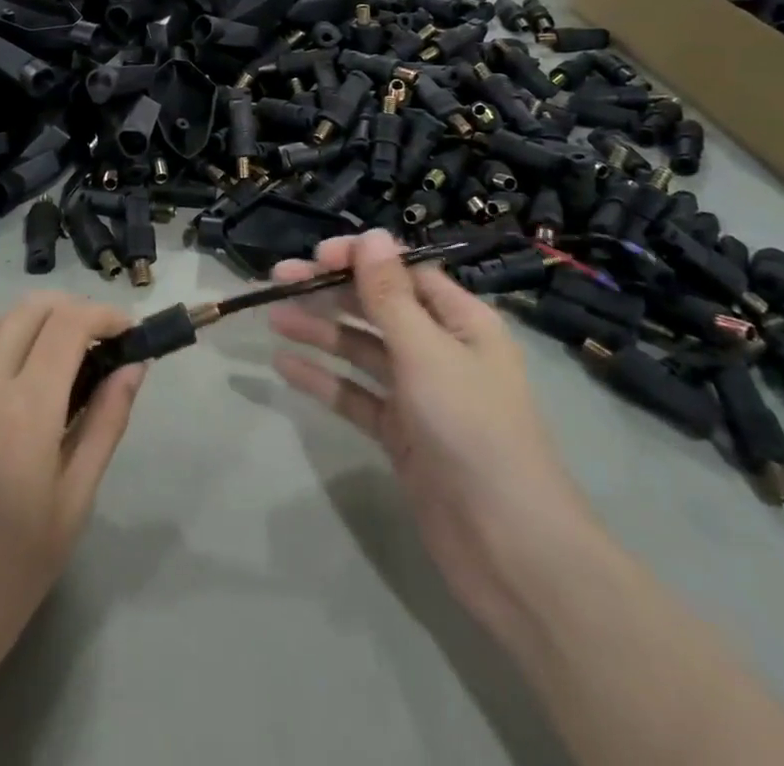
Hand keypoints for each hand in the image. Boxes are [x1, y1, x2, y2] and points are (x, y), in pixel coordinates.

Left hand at [0, 293, 142, 764]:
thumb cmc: (3, 580)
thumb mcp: (72, 508)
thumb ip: (104, 426)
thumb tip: (132, 367)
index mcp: (27, 411)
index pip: (70, 325)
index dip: (103, 314)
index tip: (125, 330)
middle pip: (30, 310)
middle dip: (70, 311)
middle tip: (92, 342)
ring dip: (25, 325)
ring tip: (42, 357)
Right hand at [268, 230, 597, 623]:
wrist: (510, 549)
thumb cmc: (473, 430)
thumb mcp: (427, 352)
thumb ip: (390, 295)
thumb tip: (371, 234)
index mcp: (461, 322)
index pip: (404, 273)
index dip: (360, 259)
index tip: (315, 256)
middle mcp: (440, 350)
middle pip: (378, 307)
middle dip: (330, 291)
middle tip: (279, 278)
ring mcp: (419, 394)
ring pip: (362, 349)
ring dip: (320, 331)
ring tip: (273, 318)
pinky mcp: (401, 434)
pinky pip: (356, 395)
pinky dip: (324, 379)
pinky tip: (285, 366)